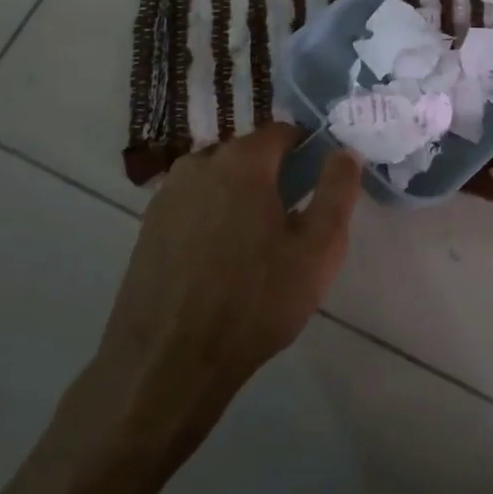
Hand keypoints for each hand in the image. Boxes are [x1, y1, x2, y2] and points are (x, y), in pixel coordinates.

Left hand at [93, 124, 361, 431]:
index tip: (317, 184)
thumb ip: (337, 191)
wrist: (169, 361)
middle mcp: (200, 163)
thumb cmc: (254, 301)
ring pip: (217, 179)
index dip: (306, 152)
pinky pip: (192, 205)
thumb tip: (345, 151)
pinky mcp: (148, 225)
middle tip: (290, 223)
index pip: (282, 132)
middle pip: (247, 155)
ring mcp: (168, 194)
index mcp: (242, 161)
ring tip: (253, 246)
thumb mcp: (317, 249)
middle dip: (272, 177)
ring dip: (238, 197)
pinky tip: (217, 261)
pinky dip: (210, 218)